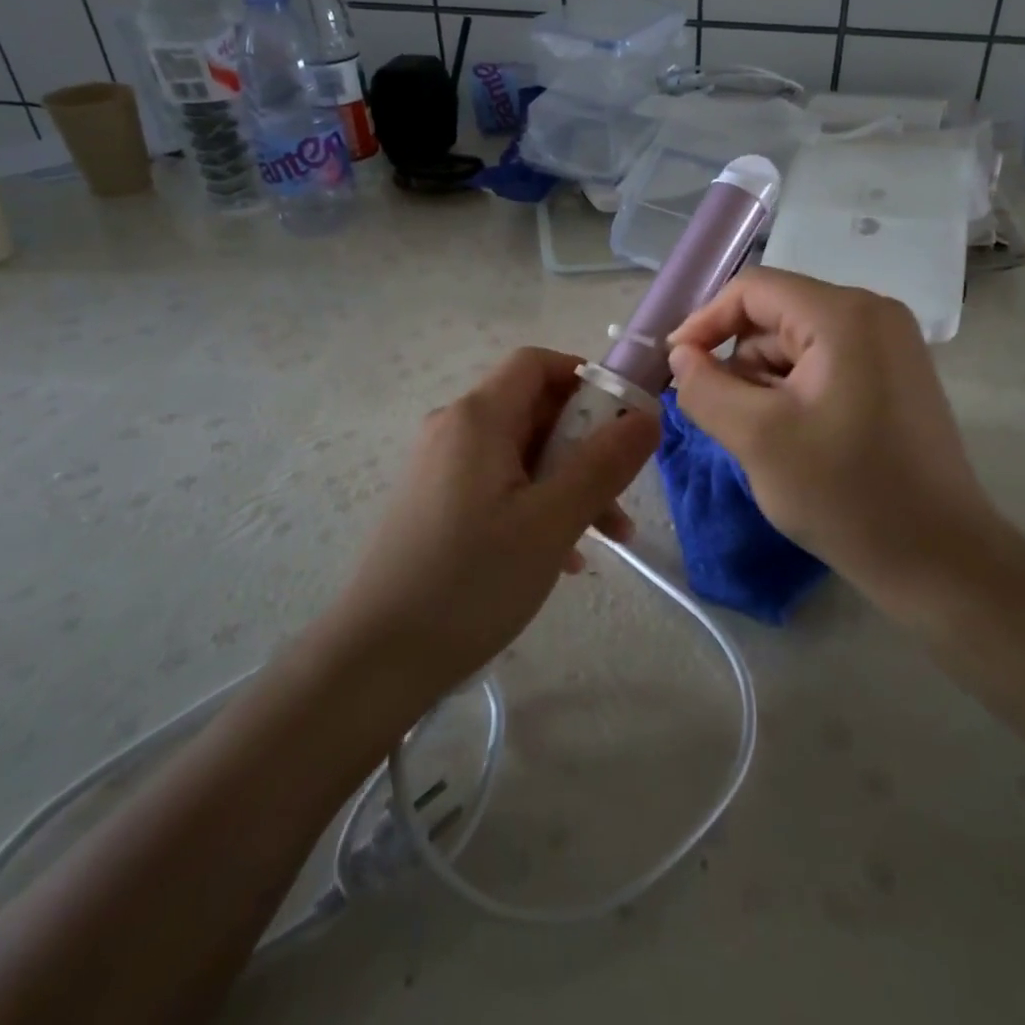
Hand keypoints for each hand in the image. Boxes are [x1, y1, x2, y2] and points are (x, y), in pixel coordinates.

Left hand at [334, 347, 658, 694]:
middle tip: (622, 493)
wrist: (375, 662)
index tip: (624, 420)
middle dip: (587, 444)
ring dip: (570, 483)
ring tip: (608, 538)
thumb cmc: (471, 581)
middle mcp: (454, 430)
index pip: (537, 363)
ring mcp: (441, 469)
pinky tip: (563, 558)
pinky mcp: (436, 505)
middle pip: (534, 410)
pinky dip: (538, 506)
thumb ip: (605, 463)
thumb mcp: (553, 521)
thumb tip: (649, 415)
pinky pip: (500, 486)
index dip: (586, 378)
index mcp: (478, 418)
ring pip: (522, 454)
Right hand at [667, 268, 999, 602]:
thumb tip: (682, 354)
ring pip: (797, 344)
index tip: (676, 367)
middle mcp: (873, 314)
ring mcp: (890, 346)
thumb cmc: (845, 494)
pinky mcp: (895, 377)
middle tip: (723, 417)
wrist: (938, 559)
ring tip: (763, 439)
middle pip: (776, 316)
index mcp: (844, 315)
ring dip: (765, 382)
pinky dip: (794, 393)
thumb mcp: (757, 438)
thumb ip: (705, 387)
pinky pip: (824, 365)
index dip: (705, 322)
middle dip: (739, 362)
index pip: (753, 290)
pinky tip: (793, 439)